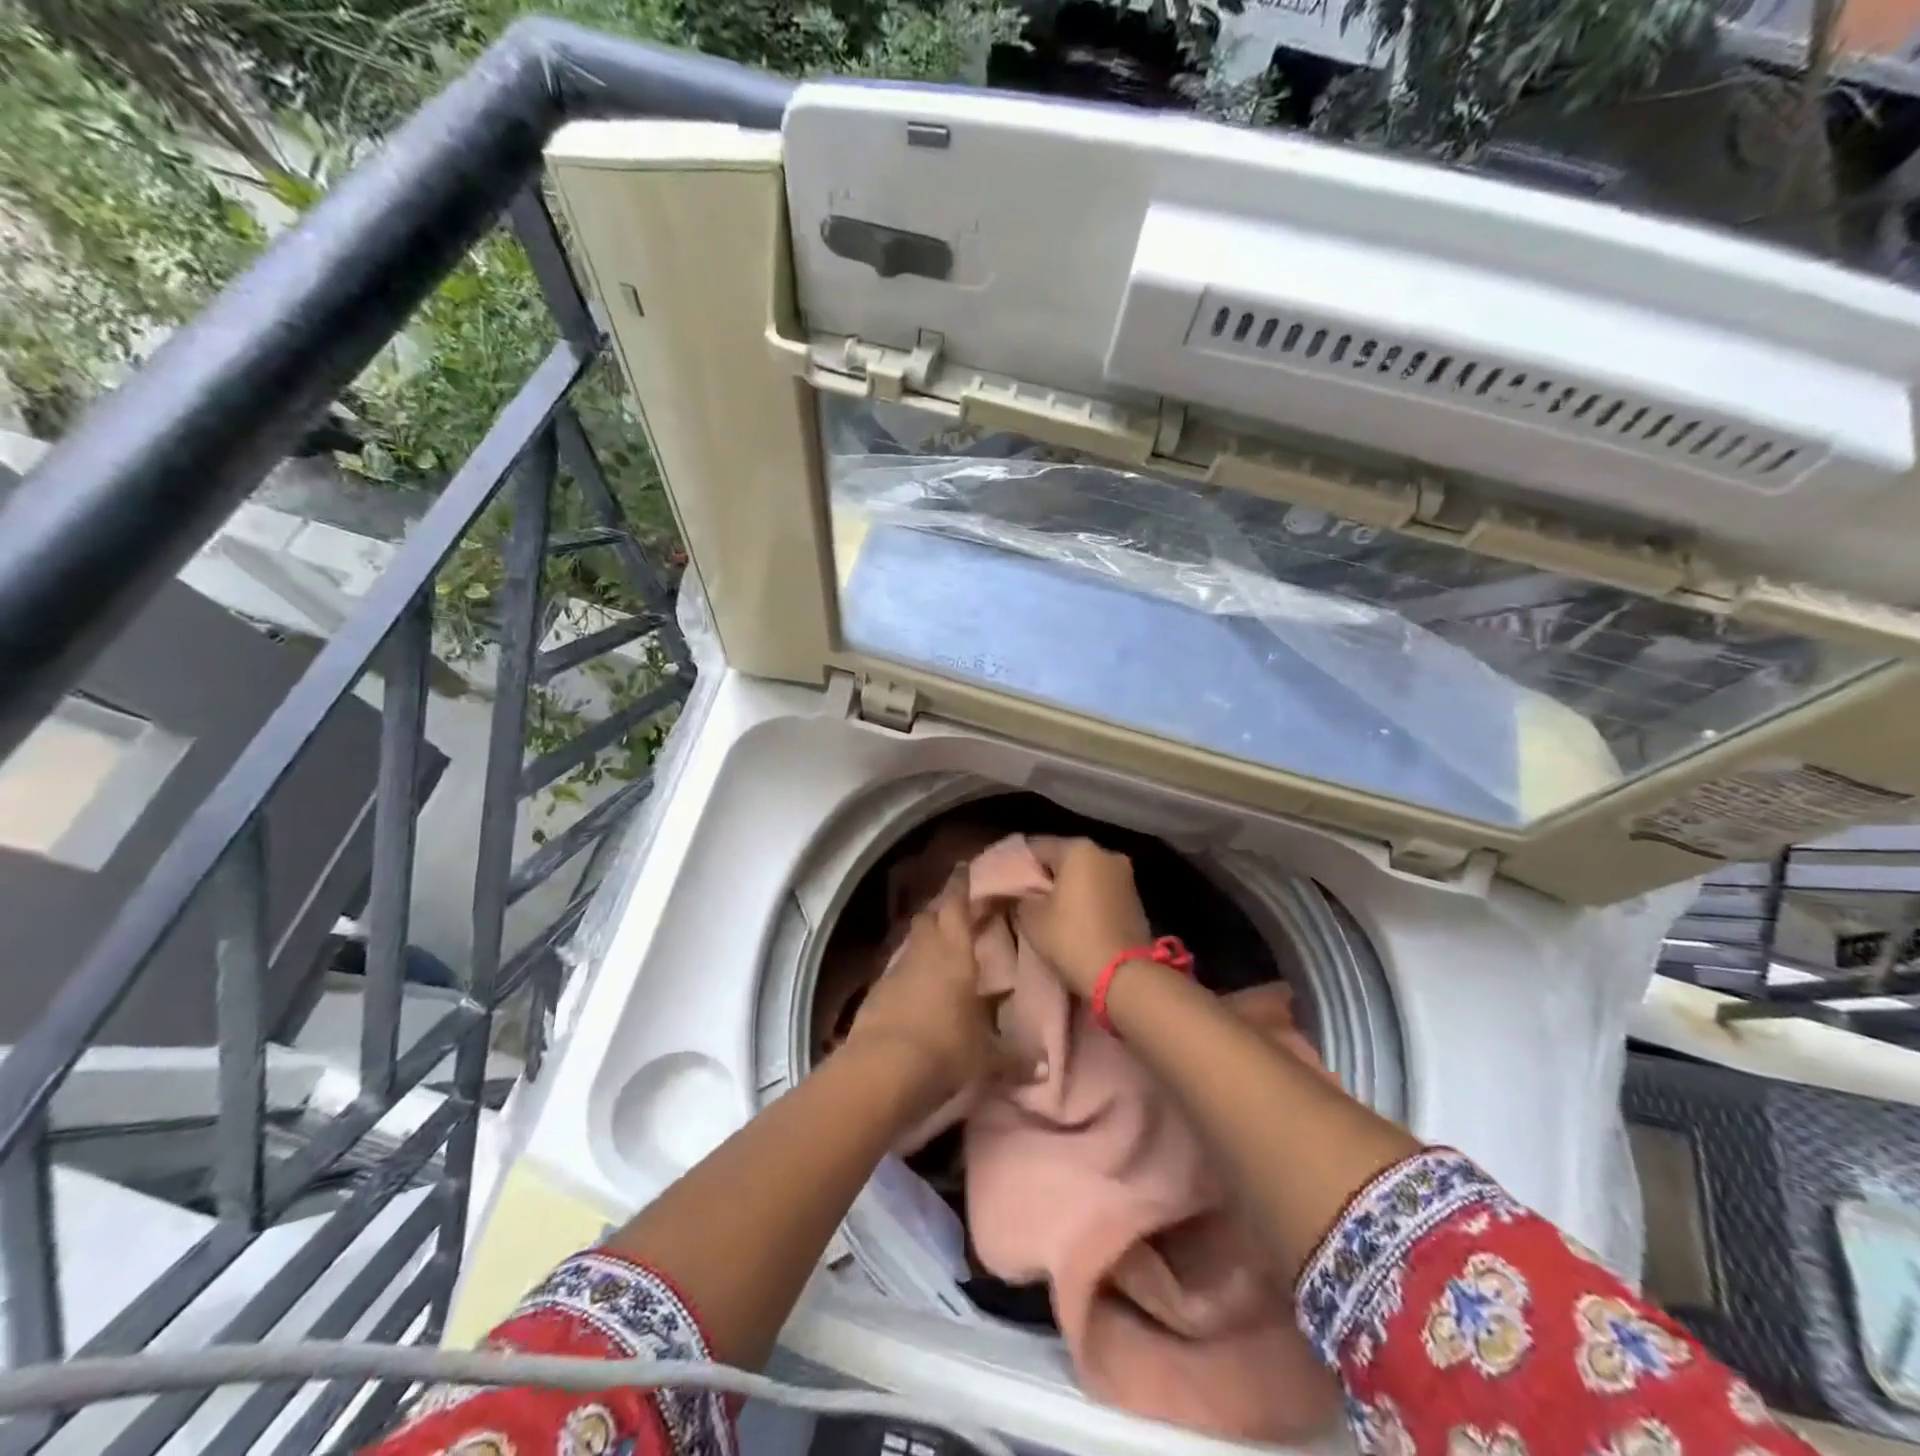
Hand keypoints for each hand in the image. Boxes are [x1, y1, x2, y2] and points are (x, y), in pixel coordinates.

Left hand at [846, 871, 1029, 1109]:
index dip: (960, 884)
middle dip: (942, 909)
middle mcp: (924, 951)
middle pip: (930, 916)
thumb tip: (1044, 1069)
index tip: (963, 868)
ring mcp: (895, 970)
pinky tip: (917, 989)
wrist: (882, 1069)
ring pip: (912, 942)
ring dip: (925, 940)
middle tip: (958, 911)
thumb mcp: (987, 1057)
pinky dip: (909, 972)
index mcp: (955, 952)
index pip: (956, 905)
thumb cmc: (946, 1049)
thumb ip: (1015, 1058)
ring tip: (941, 950)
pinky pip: (897, 971)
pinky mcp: (876, 993)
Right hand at [1015, 836, 1152, 996]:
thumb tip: (1023, 894)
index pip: (1037, 847)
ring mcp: (1125, 876)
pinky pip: (1102, 892)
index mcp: (1078, 849)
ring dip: (1070, 889)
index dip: (1020, 864)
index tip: (1009, 884)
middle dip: (1048, 876)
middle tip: (1029, 899)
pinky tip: (1077, 921)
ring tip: (1052, 912)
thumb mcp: (1031, 918)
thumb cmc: (1071, 938)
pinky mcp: (1136, 900)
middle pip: (1065, 859)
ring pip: (1086, 875)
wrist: (1124, 976)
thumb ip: (1022, 897)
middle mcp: (1106, 854)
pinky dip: (1089, 901)